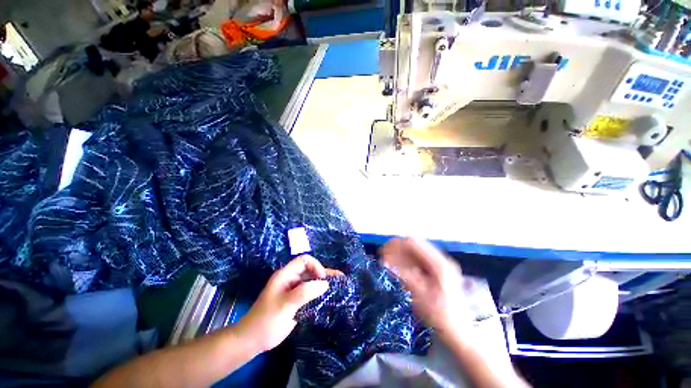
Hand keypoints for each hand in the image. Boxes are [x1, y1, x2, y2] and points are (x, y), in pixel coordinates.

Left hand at [235, 255, 342, 352]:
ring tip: (340, 285)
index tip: (322, 278)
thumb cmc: (266, 320)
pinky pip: (311, 294)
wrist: (252, 341)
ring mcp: (294, 291)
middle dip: (325, 273)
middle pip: (311, 270)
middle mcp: (291, 280)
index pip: (304, 261)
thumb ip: (305, 292)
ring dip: (324, 283)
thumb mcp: (285, 305)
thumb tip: (325, 283)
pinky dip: (320, 294)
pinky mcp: (296, 302)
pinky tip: (330, 297)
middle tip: (340, 278)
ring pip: (312, 282)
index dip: (315, 265)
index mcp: (286, 275)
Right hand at [382, 238, 466, 337]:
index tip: (384, 249)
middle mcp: (441, 260)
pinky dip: (407, 261)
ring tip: (388, 259)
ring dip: (401, 254)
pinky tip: (398, 267)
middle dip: (398, 248)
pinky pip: (420, 260)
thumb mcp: (420, 297)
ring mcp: (441, 265)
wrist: (460, 333)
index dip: (397, 244)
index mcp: (439, 264)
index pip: (414, 244)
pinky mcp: (439, 271)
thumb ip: (404, 276)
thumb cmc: (441, 316)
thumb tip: (386, 262)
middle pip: (416, 246)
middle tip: (383, 254)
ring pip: (417, 252)